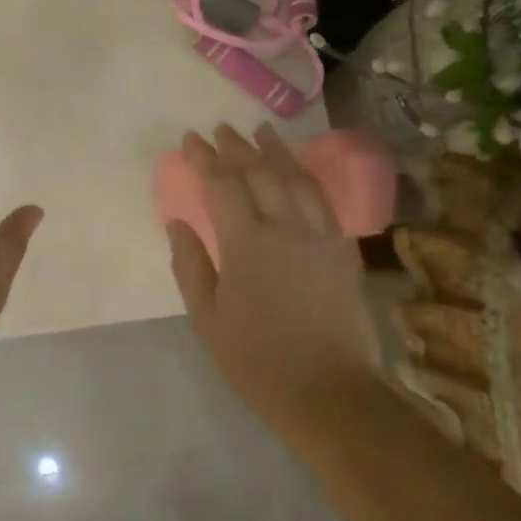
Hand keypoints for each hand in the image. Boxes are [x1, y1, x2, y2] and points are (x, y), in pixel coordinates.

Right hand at [165, 124, 378, 431]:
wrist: (329, 392)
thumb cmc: (256, 360)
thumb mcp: (207, 318)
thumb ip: (190, 265)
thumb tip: (177, 222)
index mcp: (247, 244)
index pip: (222, 185)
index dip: (204, 158)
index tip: (190, 139)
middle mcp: (286, 228)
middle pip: (261, 173)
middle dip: (237, 146)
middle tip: (220, 129)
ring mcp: (320, 237)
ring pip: (297, 179)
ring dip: (276, 151)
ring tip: (261, 130)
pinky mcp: (343, 251)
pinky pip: (324, 201)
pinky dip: (307, 178)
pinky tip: (298, 170)